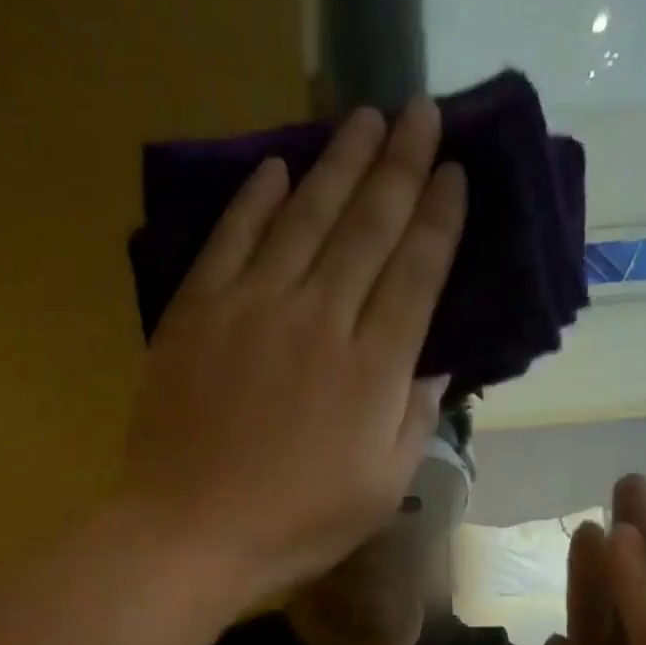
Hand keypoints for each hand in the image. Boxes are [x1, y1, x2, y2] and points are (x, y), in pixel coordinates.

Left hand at [121, 101, 466, 601]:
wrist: (191, 532)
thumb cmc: (295, 525)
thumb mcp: (379, 491)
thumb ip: (414, 422)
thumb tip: (436, 366)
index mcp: (372, 369)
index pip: (417, 273)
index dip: (439, 219)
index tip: (454, 172)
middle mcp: (321, 319)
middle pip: (368, 227)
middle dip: (400, 165)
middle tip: (421, 112)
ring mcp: (254, 309)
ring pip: (305, 217)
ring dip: (338, 163)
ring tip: (364, 118)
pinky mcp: (198, 313)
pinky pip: (232, 239)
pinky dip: (256, 200)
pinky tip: (277, 169)